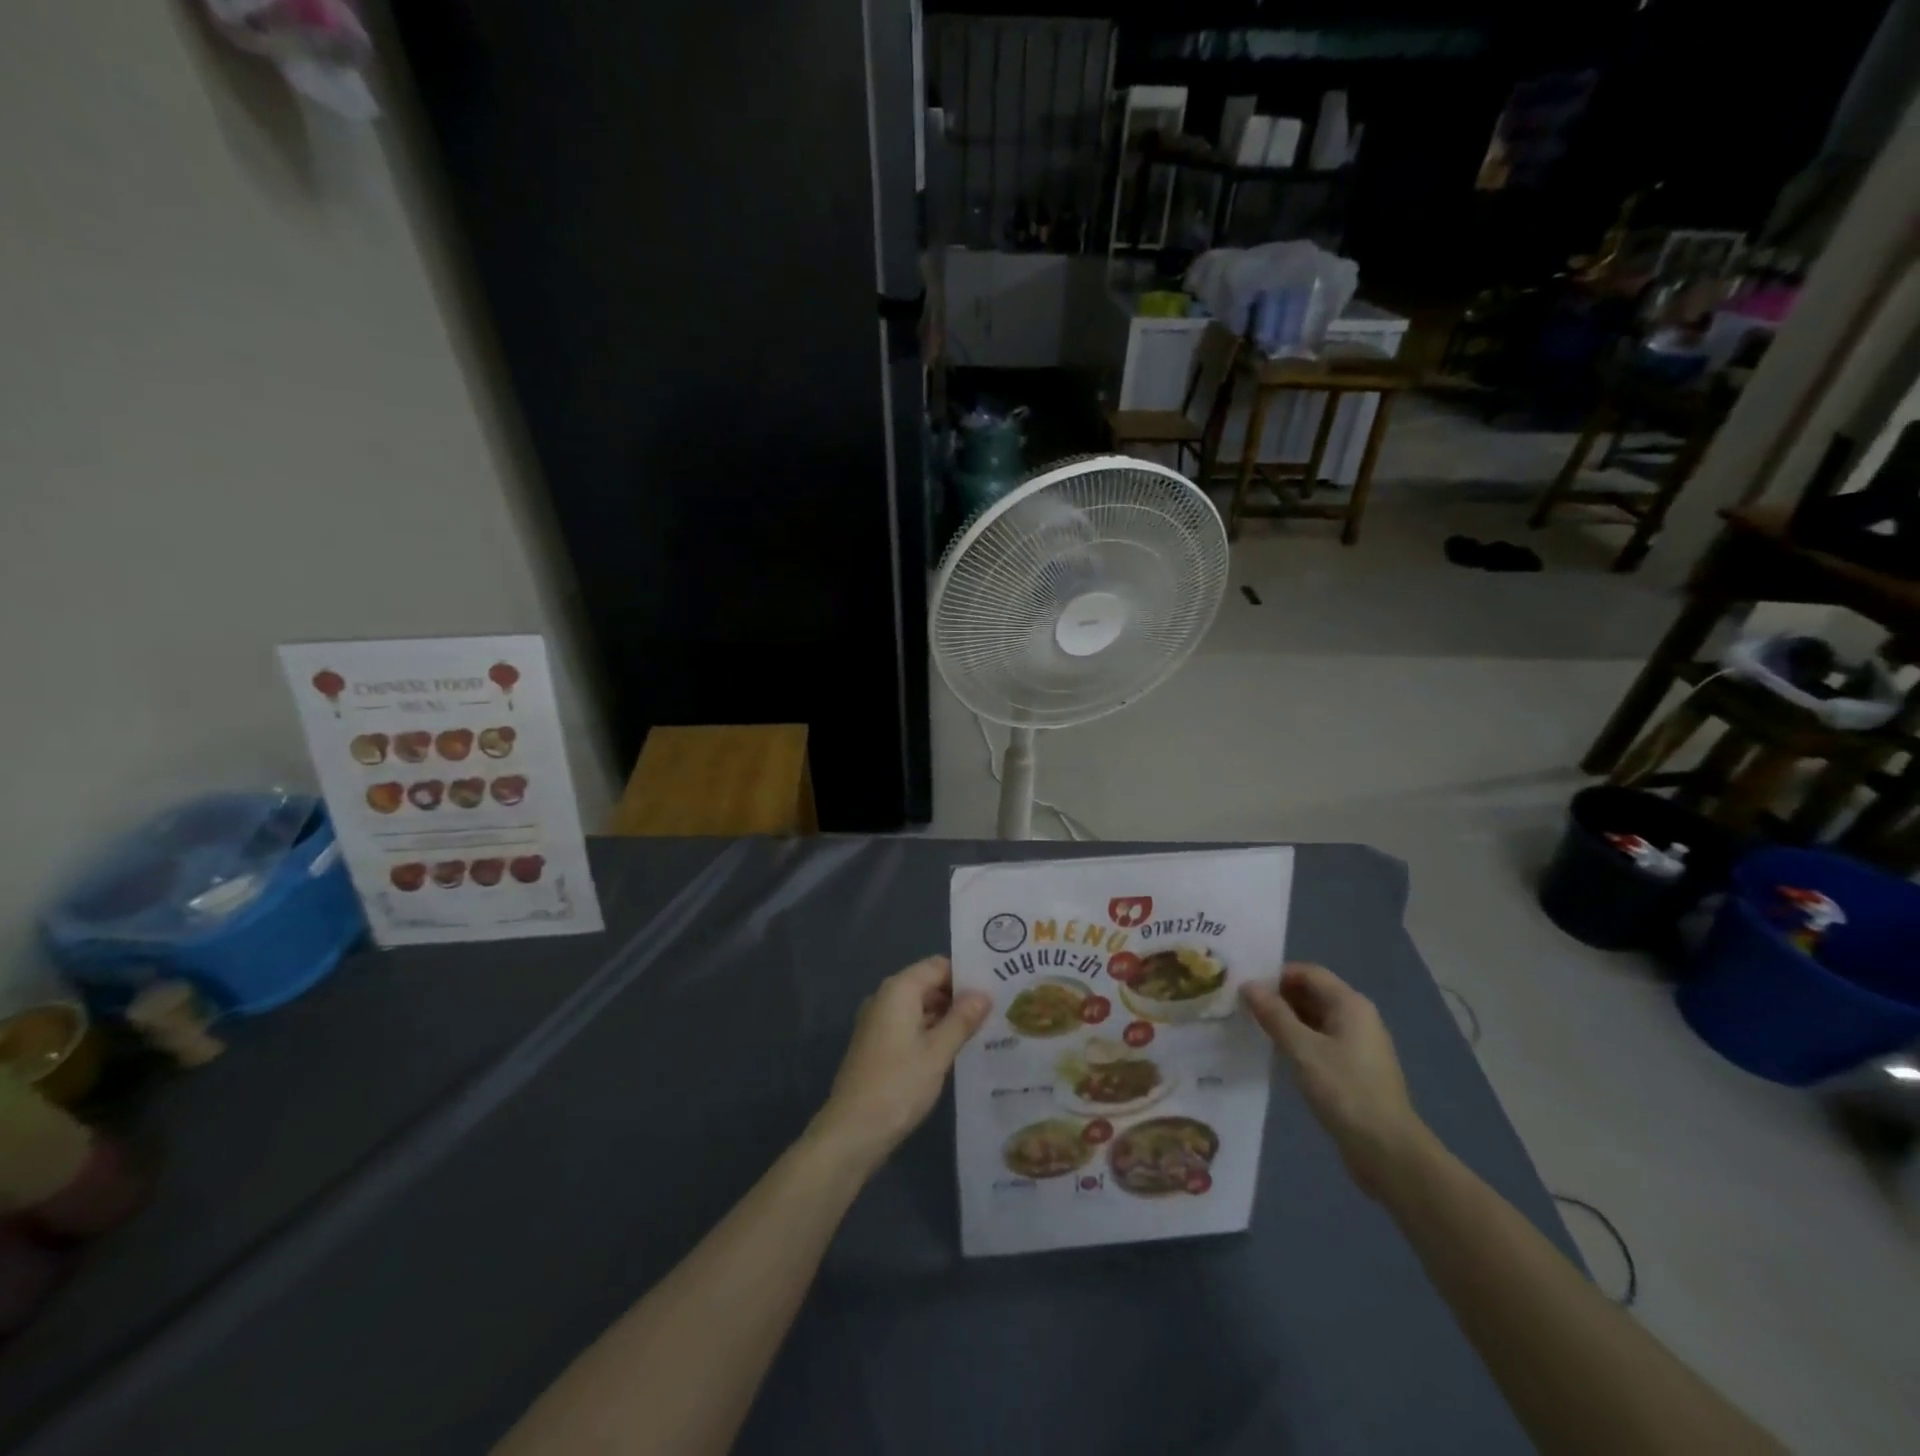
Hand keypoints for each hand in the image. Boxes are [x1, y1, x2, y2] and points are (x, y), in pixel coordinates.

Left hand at [811, 956, 989, 1169]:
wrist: (851, 1132)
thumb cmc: (898, 1085)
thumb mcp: (937, 1052)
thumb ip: (962, 1019)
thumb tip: (984, 993)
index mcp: (899, 990)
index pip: (938, 966)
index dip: (966, 975)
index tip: (995, 988)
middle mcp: (885, 998)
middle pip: (928, 984)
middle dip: (958, 997)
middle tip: (995, 1010)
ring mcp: (878, 1022)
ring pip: (920, 1007)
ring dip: (947, 1017)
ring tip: (983, 1030)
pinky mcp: (877, 1045)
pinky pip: (910, 1026)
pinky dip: (931, 1032)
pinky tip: (955, 1049)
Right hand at [1241, 962, 1429, 1199]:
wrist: (1388, 1151)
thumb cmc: (1345, 1091)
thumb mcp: (1302, 1049)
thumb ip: (1274, 1014)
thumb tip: (1248, 985)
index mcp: (1350, 1004)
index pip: (1307, 972)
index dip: (1275, 975)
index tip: (1244, 988)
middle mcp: (1357, 1017)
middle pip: (1311, 993)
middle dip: (1277, 997)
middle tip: (1241, 1007)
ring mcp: (1357, 1044)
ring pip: (1314, 1019)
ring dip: (1285, 1020)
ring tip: (1251, 1028)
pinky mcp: (1353, 1069)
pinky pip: (1319, 1041)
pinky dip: (1297, 1041)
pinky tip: (1275, 1053)